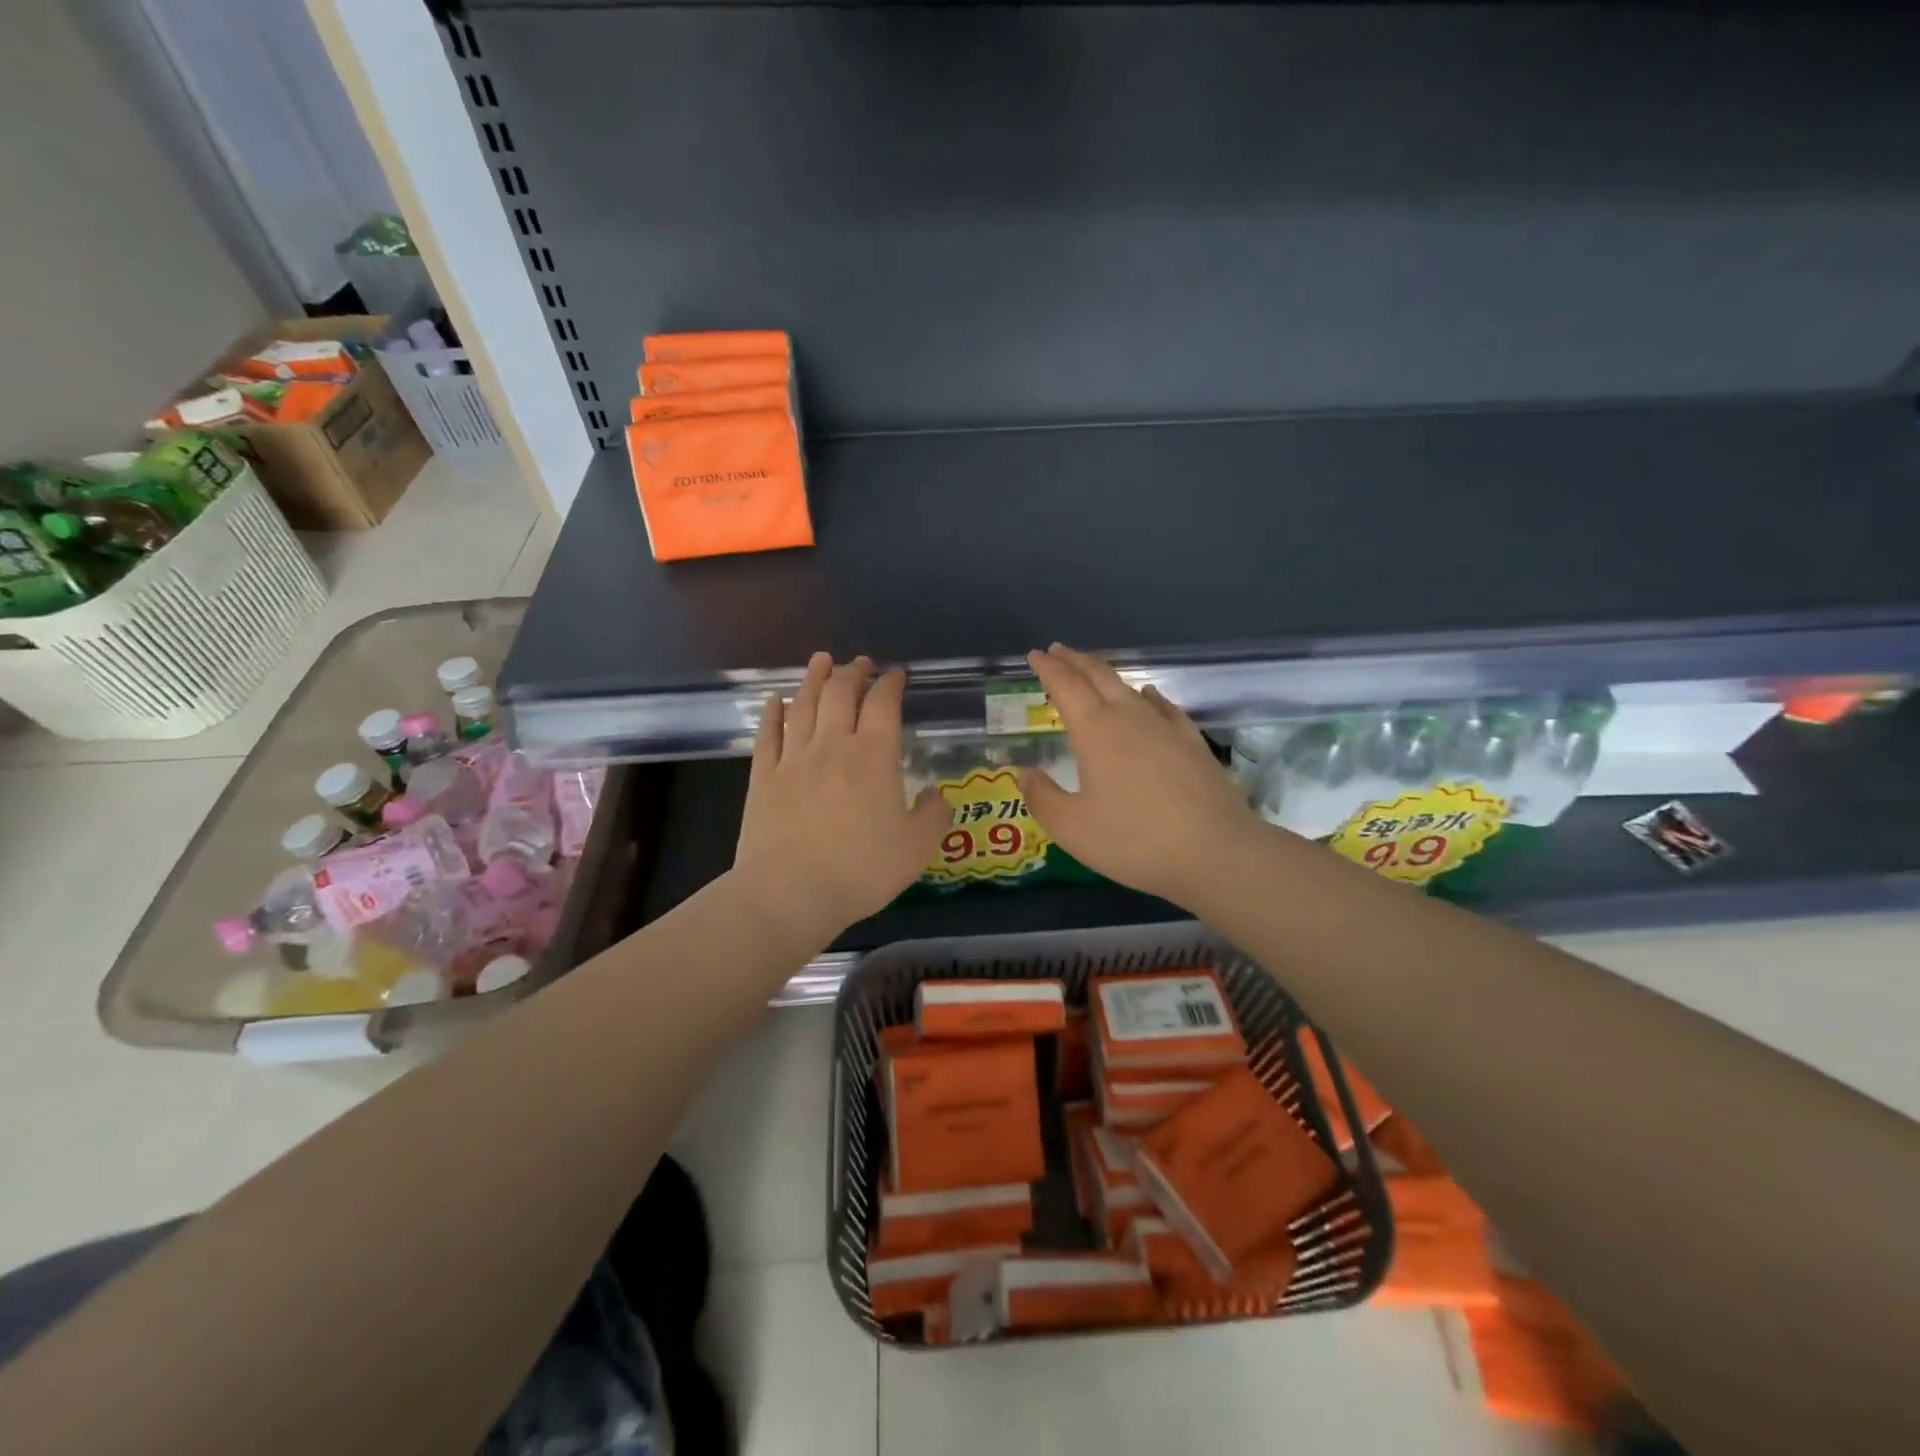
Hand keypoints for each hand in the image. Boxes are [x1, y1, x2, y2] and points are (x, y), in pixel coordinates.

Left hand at [733, 653, 948, 948]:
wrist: (790, 893)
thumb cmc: (861, 870)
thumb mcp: (916, 848)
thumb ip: (933, 816)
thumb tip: (937, 795)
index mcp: (873, 757)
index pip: (883, 705)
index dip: (890, 684)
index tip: (896, 675)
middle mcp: (833, 745)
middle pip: (840, 694)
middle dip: (853, 673)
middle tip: (859, 663)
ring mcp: (793, 759)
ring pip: (804, 705)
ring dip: (814, 678)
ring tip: (821, 660)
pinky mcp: (763, 777)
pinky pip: (768, 735)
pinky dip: (772, 713)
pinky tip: (775, 700)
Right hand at [1020, 644, 1262, 906]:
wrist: (1215, 851)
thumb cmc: (1134, 839)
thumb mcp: (1072, 828)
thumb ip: (1042, 798)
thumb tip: (1026, 773)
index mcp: (1095, 731)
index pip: (1066, 686)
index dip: (1048, 669)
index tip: (1035, 655)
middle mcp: (1129, 717)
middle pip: (1098, 676)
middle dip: (1074, 661)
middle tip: (1057, 651)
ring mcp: (1165, 726)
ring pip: (1129, 687)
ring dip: (1105, 675)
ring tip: (1092, 672)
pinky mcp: (1192, 742)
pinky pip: (1163, 706)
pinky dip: (1146, 695)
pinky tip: (1148, 696)